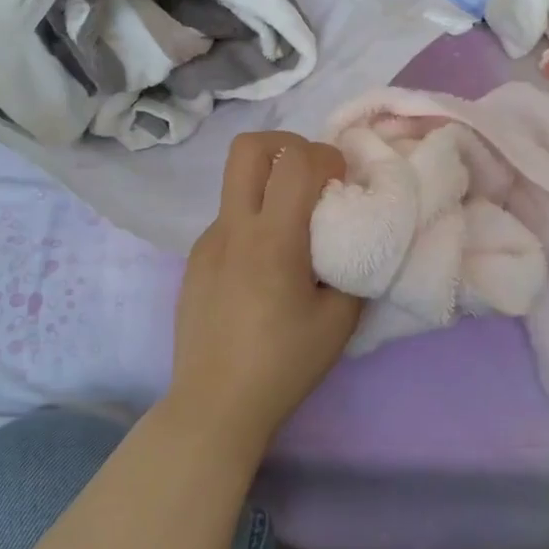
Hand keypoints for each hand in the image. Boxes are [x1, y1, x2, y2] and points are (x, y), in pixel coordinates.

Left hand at [169, 131, 363, 448]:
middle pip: (247, 148)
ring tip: (290, 233)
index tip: (342, 184)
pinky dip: (252, 223)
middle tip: (311, 176)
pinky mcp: (194, 261)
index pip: (296, 161)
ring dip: (268, 187)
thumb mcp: (338, 321)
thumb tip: (354, 239)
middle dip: (285, 145)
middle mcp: (232, 229)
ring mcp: (206, 242)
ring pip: (236, 185)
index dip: (327, 156)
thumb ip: (353, 269)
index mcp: (272, 240)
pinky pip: (228, 222)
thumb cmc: (283, 365)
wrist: (214, 404)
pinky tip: (263, 269)